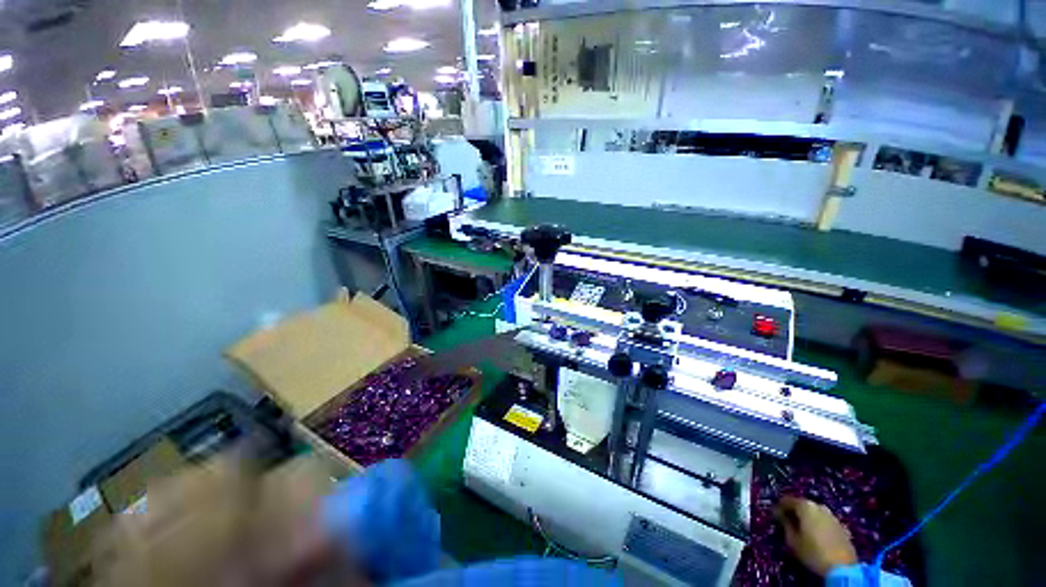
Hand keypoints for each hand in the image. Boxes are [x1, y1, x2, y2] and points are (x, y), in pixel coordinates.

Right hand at [774, 496, 857, 576]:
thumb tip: (780, 516)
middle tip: (787, 519)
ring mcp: (833, 516)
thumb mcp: (793, 541)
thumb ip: (785, 525)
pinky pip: (825, 521)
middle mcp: (819, 507)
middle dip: (794, 510)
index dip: (779, 506)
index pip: (787, 500)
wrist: (843, 568)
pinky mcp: (842, 527)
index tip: (774, 513)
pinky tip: (817, 534)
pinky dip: (818, 524)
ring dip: (807, 517)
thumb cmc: (813, 552)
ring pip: (816, 512)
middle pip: (803, 505)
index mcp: (805, 506)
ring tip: (802, 527)